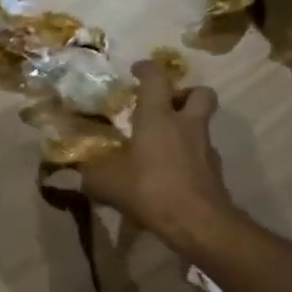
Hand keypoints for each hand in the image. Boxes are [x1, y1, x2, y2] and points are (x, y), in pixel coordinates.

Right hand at [80, 61, 236, 253]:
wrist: (198, 222)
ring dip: (188, 127)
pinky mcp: (215, 171)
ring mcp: (205, 147)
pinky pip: (203, 154)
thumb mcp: (108, 183)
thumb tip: (77, 171)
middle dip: (185, 93)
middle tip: (168, 106)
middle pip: (199, 93)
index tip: (137, 70)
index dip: (146, 69)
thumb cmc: (150, 190)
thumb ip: (91, 174)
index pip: (156, 78)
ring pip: (203, 124)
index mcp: (158, 116)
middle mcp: (186, 124)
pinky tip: (174, 173)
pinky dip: (191, 157)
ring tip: (166, 144)